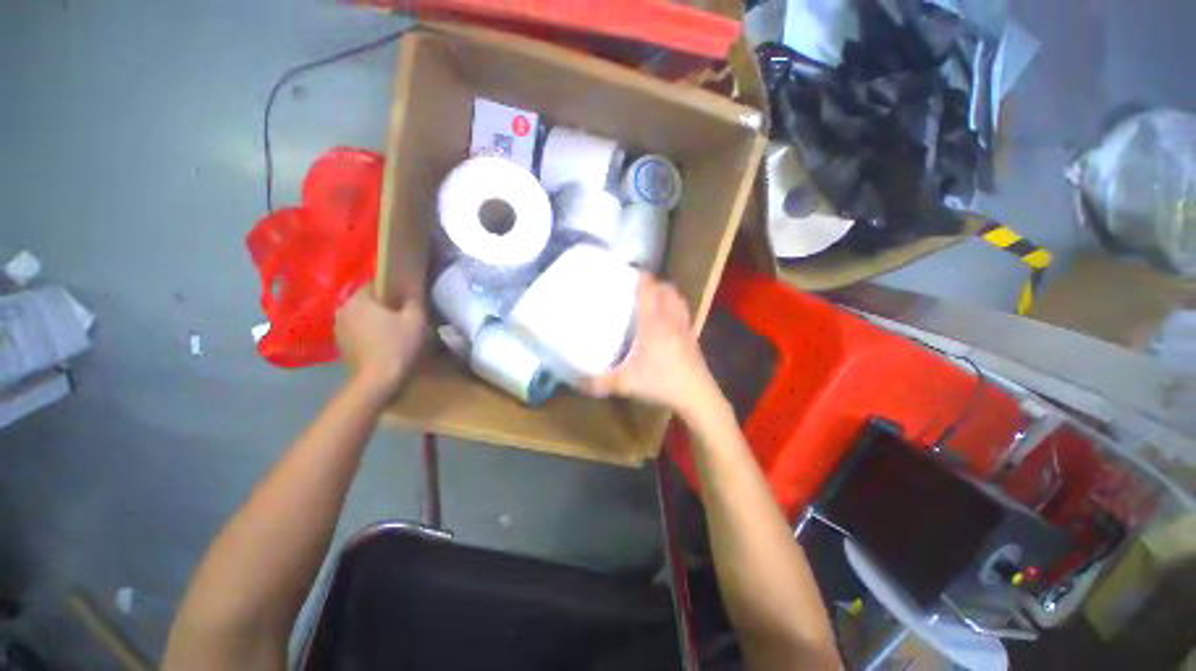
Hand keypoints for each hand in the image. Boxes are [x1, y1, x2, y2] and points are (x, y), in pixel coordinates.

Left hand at [335, 283, 426, 393]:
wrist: (378, 380)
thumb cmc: (398, 345)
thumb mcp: (416, 319)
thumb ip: (414, 299)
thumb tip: (412, 286)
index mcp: (359, 299)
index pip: (375, 284)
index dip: (392, 289)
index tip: (406, 299)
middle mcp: (343, 309)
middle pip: (367, 301)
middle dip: (383, 306)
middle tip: (402, 316)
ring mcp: (338, 329)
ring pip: (360, 317)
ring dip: (374, 320)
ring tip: (393, 330)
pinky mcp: (340, 345)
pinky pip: (356, 331)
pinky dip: (367, 334)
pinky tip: (382, 343)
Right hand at [582, 275, 720, 417]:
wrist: (696, 397)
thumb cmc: (660, 383)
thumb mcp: (625, 384)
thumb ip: (599, 382)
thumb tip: (577, 382)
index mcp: (654, 324)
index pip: (649, 291)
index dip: (642, 277)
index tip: (632, 271)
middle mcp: (671, 320)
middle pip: (667, 290)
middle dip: (655, 283)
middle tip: (640, 286)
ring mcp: (685, 328)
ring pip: (678, 300)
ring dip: (667, 293)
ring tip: (655, 297)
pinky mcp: (692, 339)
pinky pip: (684, 314)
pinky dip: (676, 308)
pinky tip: (668, 321)